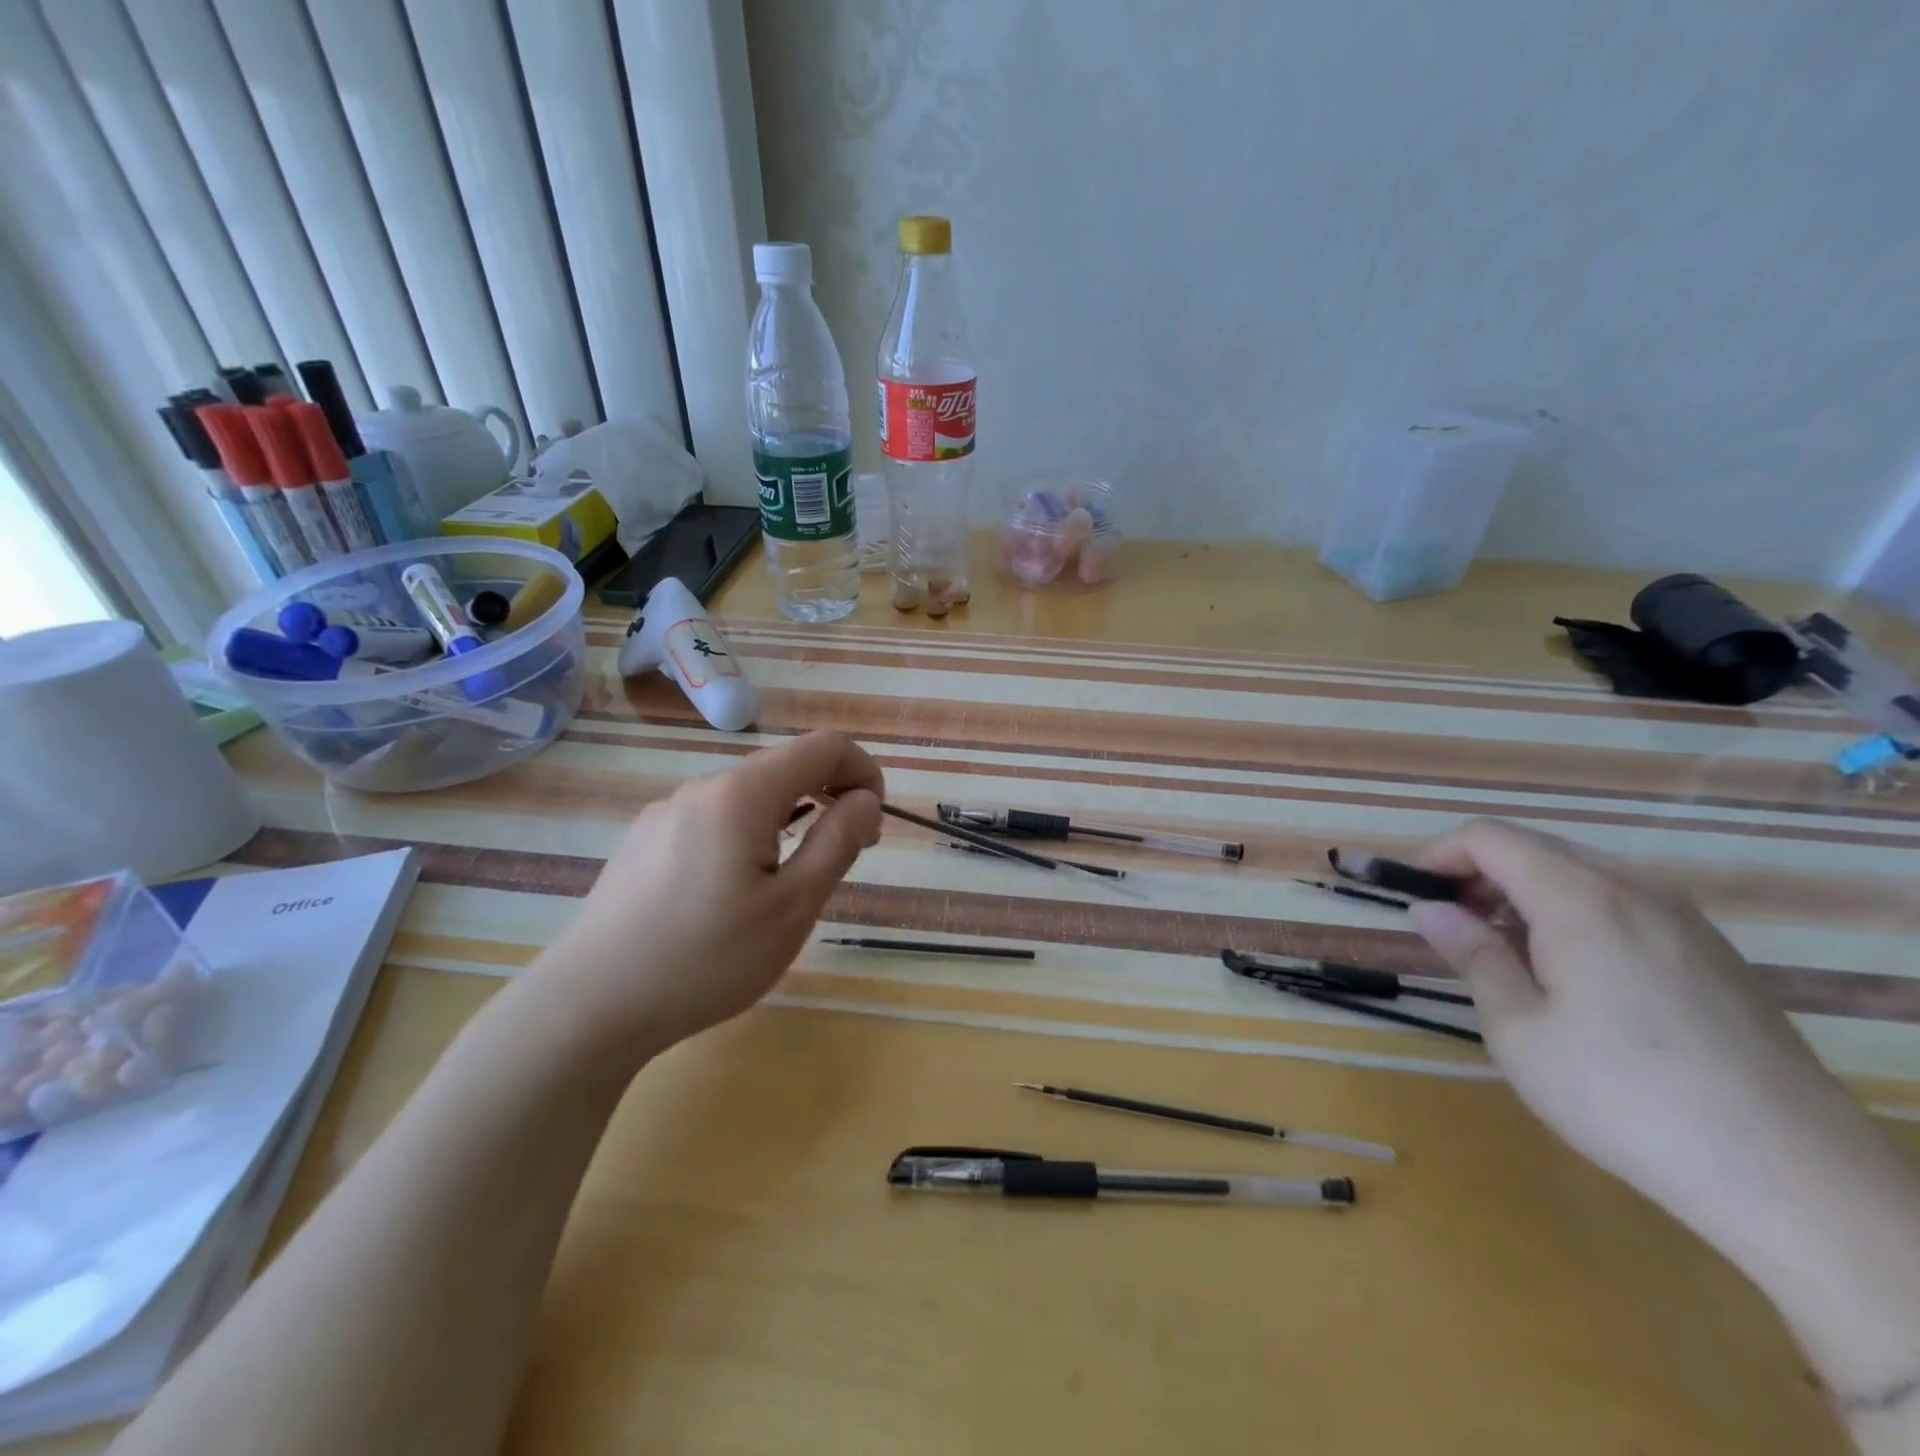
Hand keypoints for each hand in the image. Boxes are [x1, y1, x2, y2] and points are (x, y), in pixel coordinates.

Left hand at [537, 732, 882, 1057]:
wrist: (588, 1006)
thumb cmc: (706, 959)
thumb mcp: (793, 908)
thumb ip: (837, 843)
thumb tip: (865, 799)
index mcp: (742, 793)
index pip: (823, 747)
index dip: (863, 771)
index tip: (875, 820)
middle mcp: (702, 787)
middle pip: (784, 767)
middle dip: (830, 795)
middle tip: (850, 851)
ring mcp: (667, 812)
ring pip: (749, 795)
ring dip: (791, 816)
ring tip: (797, 875)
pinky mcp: (645, 840)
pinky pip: (715, 818)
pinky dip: (750, 833)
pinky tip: (738, 888)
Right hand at [1407, 819, 1880, 1252]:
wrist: (1796, 1178)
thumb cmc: (1625, 1096)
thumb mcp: (1517, 1029)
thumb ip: (1472, 954)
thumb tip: (1429, 908)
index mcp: (1579, 898)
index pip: (1489, 838)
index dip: (1438, 855)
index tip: (1413, 896)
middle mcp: (1635, 890)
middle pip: (1535, 848)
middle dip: (1479, 875)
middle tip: (1452, 929)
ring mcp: (1684, 921)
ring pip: (1581, 875)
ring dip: (1525, 897)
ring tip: (1506, 957)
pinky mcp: (1714, 955)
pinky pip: (1623, 906)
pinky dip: (1574, 916)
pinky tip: (1573, 979)